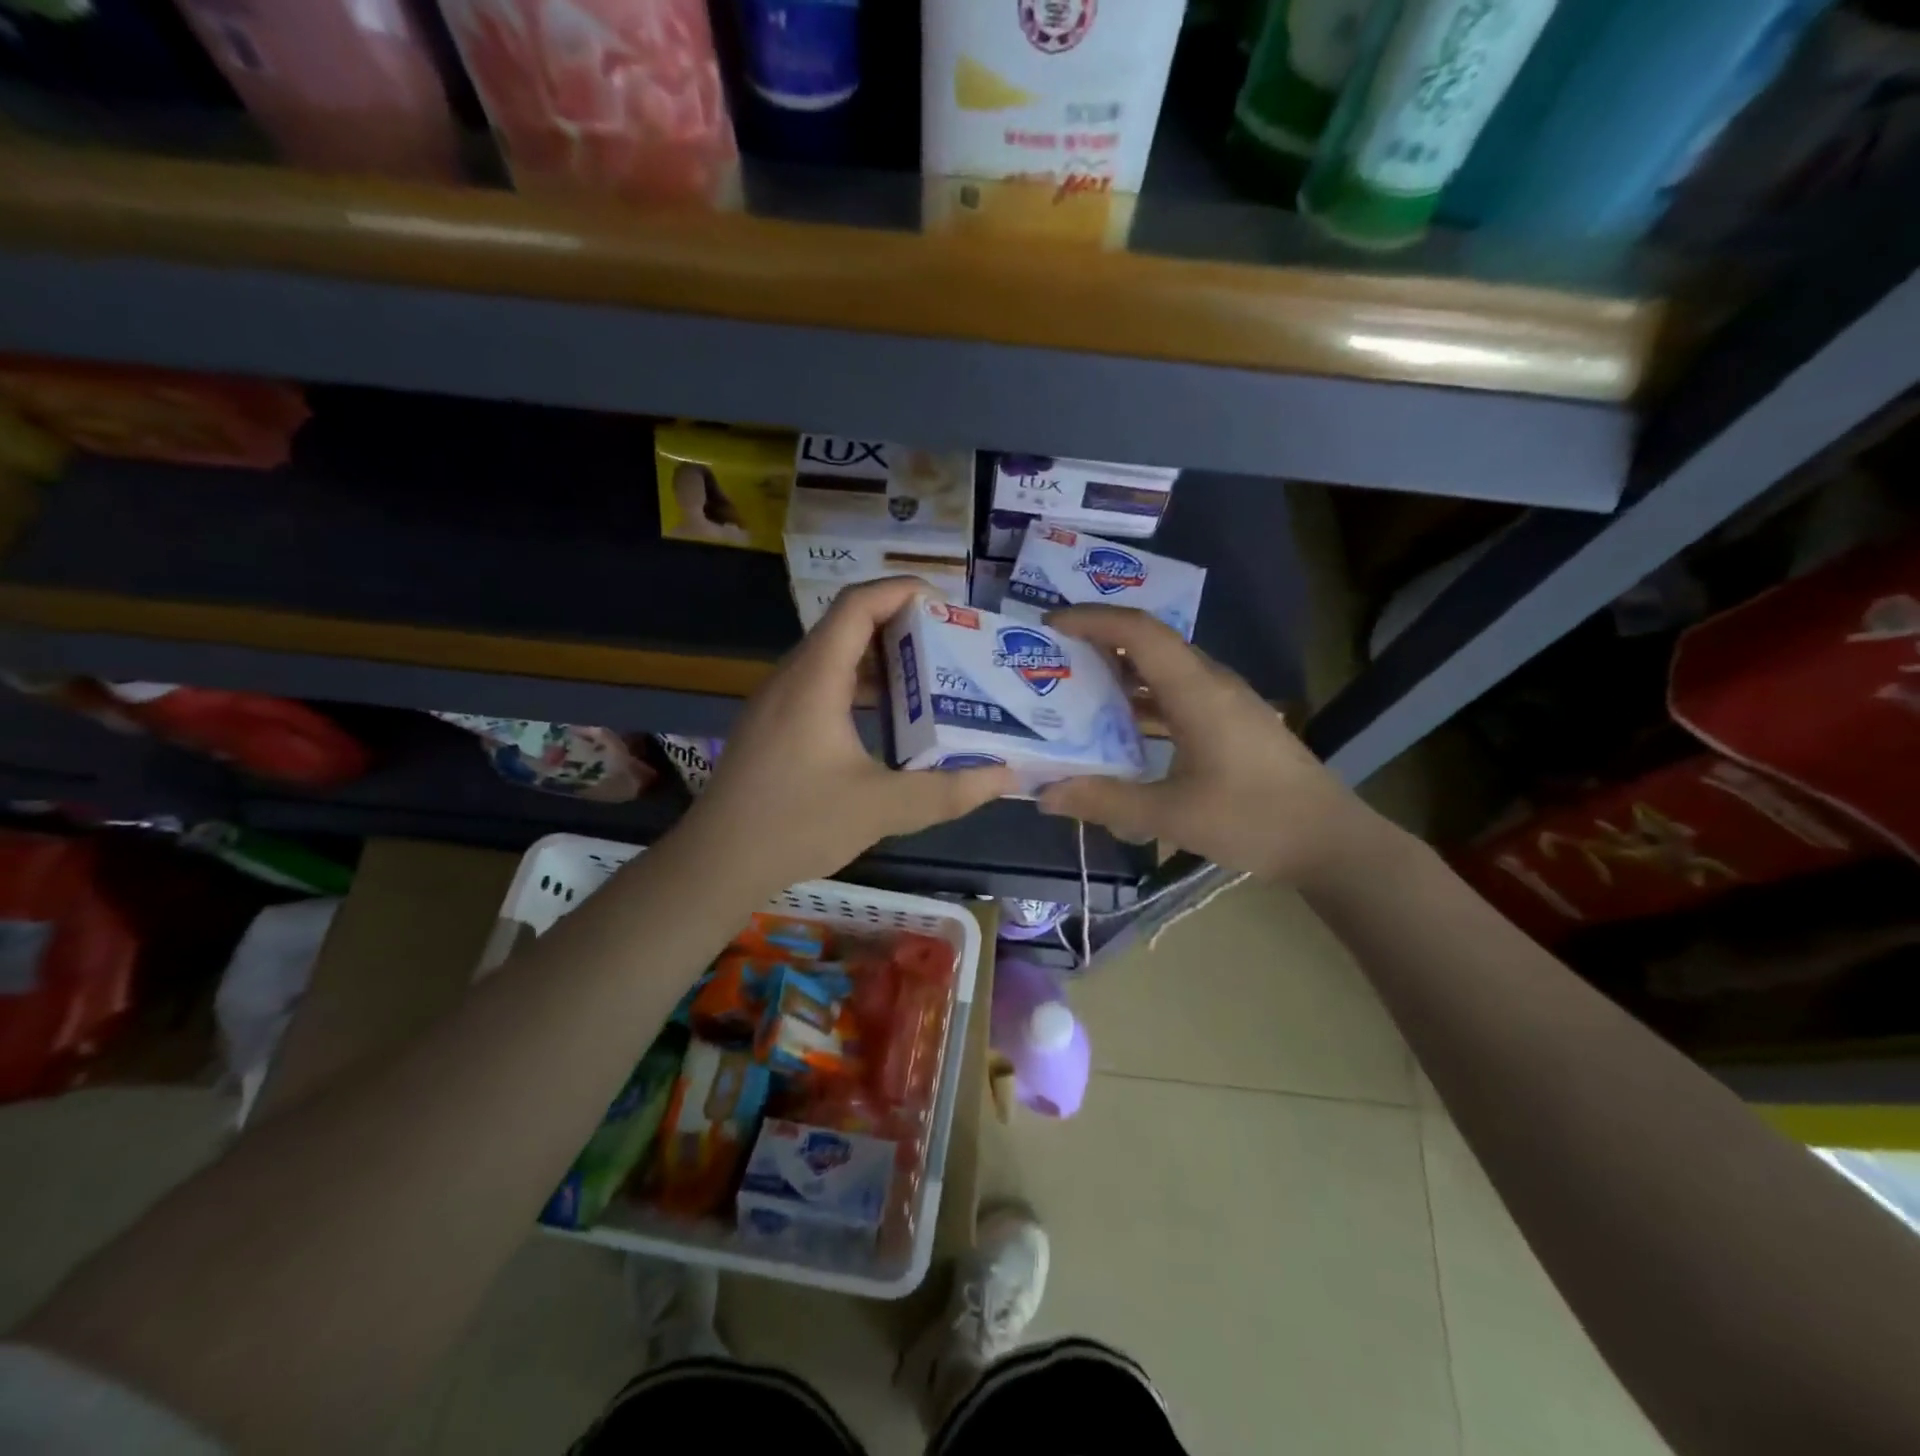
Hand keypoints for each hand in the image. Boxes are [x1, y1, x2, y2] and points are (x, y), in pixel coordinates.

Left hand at [673, 578, 1017, 894]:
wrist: (716, 863)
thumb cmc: (795, 824)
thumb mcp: (881, 809)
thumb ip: (947, 791)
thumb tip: (1006, 778)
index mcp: (815, 679)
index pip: (857, 604)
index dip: (902, 591)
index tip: (948, 605)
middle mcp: (792, 677)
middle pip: (847, 625)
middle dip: (902, 626)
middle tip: (951, 646)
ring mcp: (777, 702)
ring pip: (833, 657)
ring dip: (881, 660)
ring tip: (930, 679)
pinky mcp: (773, 726)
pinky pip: (821, 685)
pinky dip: (859, 687)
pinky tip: (888, 722)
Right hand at [1035, 607, 1385, 885]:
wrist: (1329, 841)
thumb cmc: (1253, 821)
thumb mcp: (1171, 815)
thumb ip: (1105, 801)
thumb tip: (1045, 794)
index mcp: (1198, 691)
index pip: (1140, 632)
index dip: (1093, 620)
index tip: (1051, 624)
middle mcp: (1212, 683)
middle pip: (1151, 643)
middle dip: (1099, 642)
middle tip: (1054, 656)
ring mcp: (1227, 702)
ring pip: (1165, 669)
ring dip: (1121, 672)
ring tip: (1075, 687)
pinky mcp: (1233, 722)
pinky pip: (1178, 693)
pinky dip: (1143, 699)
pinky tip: (1120, 726)